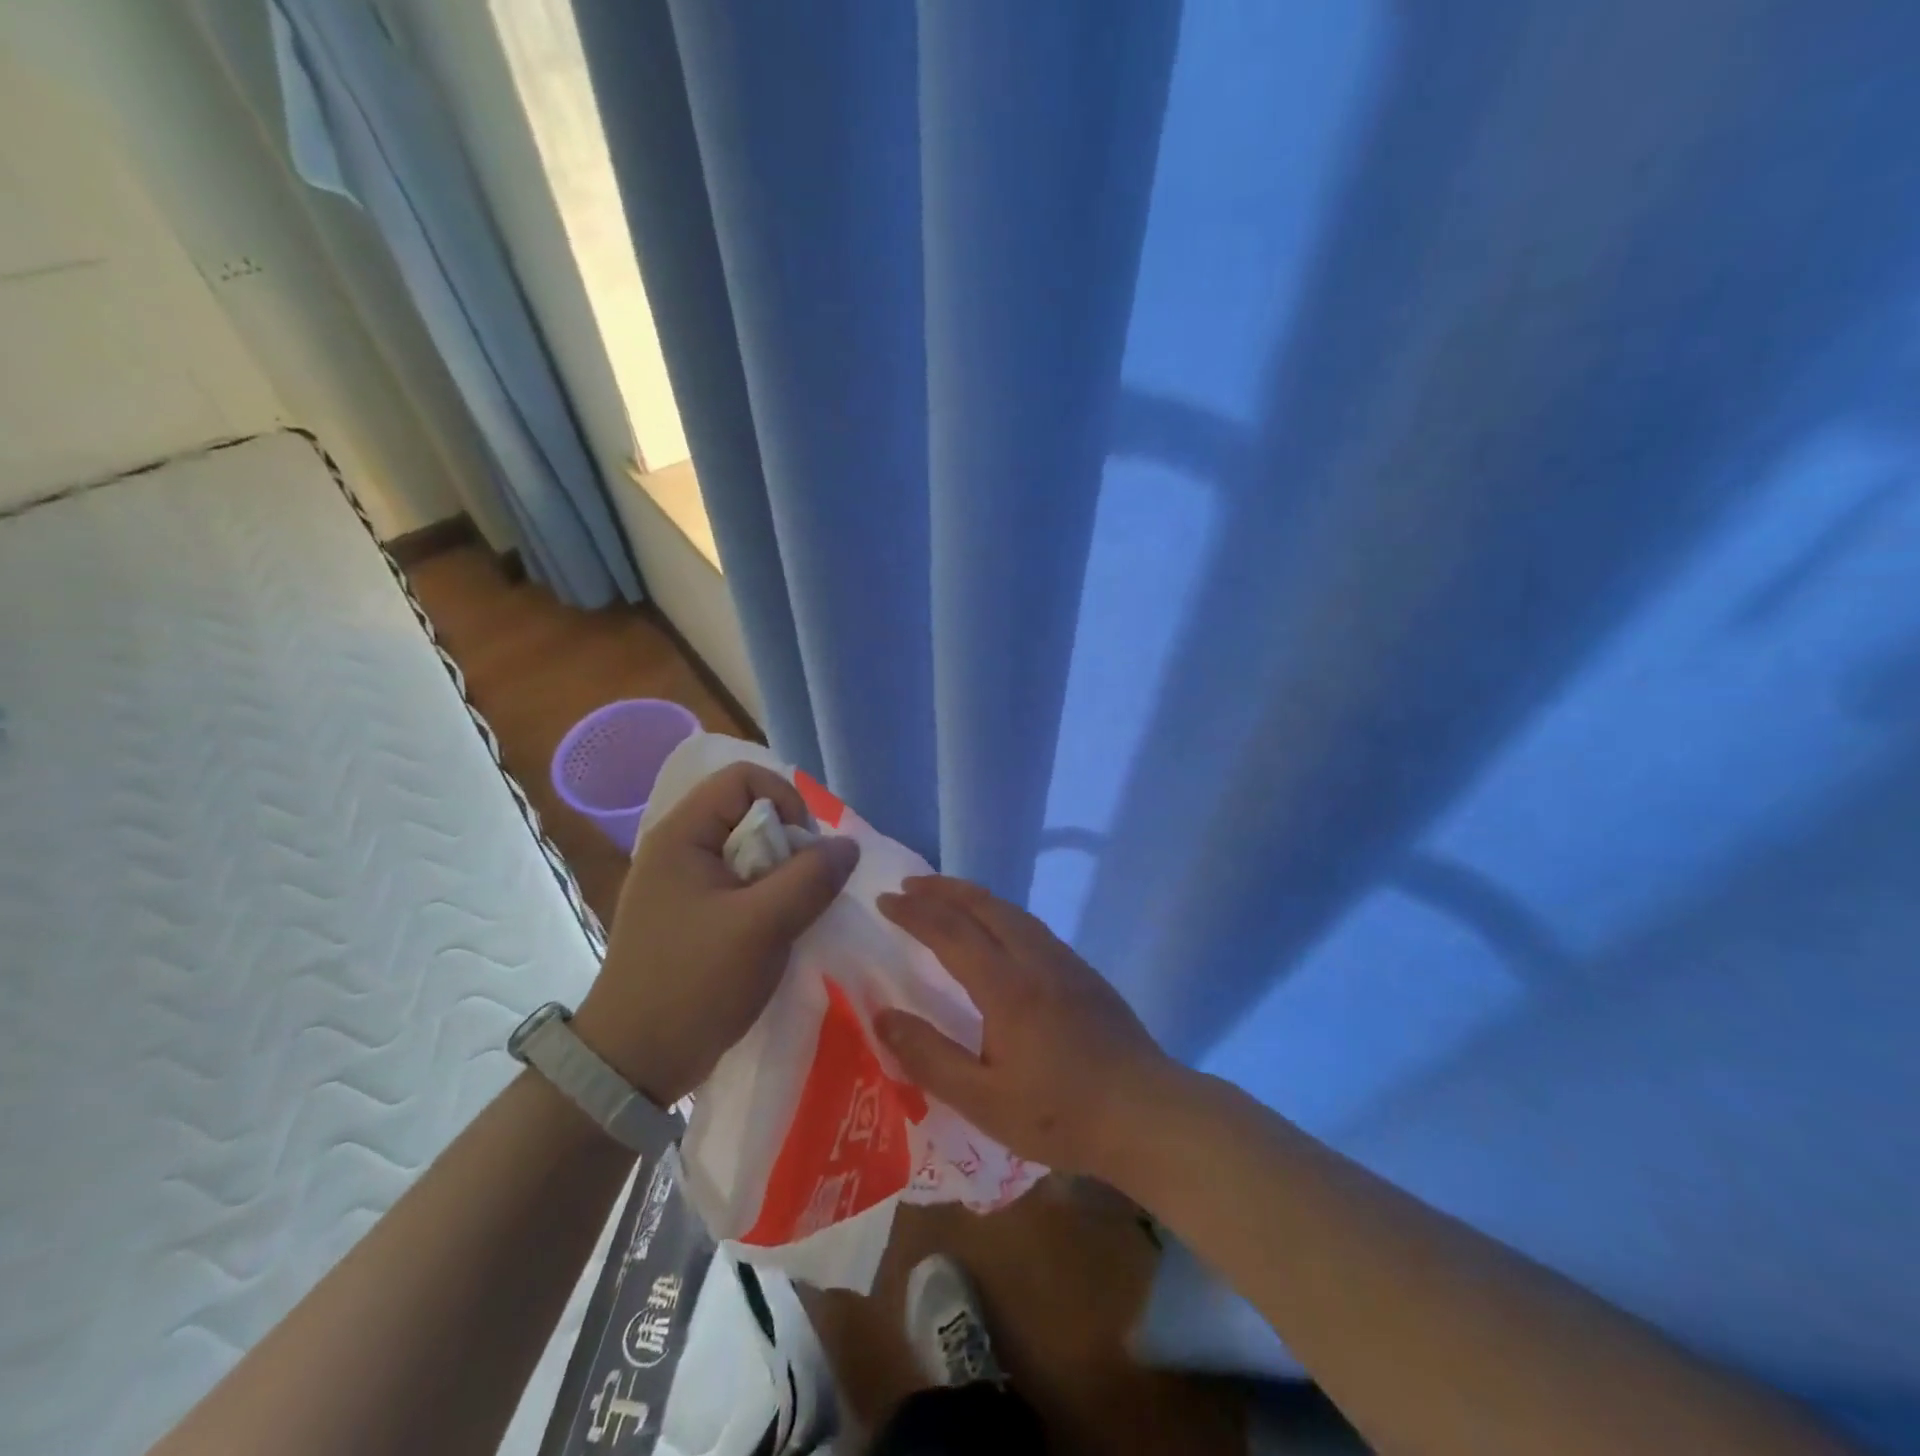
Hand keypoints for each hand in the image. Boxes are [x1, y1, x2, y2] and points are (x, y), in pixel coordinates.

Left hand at [574, 762, 859, 1105]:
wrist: (633, 1062)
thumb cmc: (694, 984)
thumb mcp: (762, 927)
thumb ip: (811, 878)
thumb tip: (848, 845)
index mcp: (682, 835)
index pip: (744, 778)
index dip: (785, 802)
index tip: (804, 851)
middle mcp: (679, 848)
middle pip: (749, 813)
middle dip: (788, 845)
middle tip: (802, 891)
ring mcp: (682, 883)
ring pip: (750, 852)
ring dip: (781, 876)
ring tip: (792, 915)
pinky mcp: (691, 914)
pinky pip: (740, 884)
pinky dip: (767, 898)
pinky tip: (777, 931)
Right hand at [874, 875, 1176, 1178]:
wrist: (1148, 1114)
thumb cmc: (1061, 1114)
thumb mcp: (983, 1100)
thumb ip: (930, 1057)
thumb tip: (883, 1016)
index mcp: (1007, 986)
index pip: (950, 931)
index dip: (914, 912)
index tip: (884, 900)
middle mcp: (1035, 959)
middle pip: (984, 906)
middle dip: (942, 889)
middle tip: (908, 885)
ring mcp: (1065, 961)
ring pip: (1011, 911)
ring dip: (973, 897)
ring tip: (945, 898)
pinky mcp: (1084, 973)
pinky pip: (1031, 925)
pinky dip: (1000, 913)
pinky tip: (997, 931)